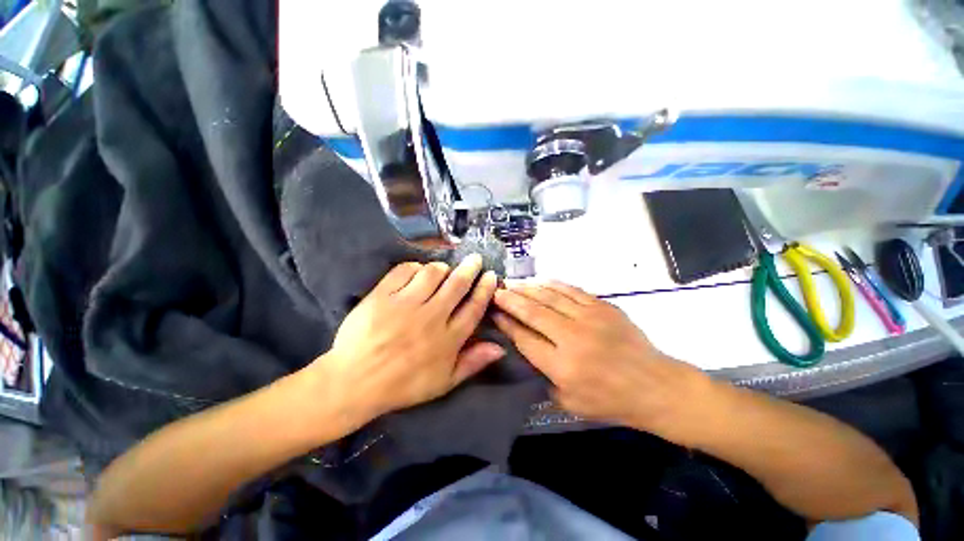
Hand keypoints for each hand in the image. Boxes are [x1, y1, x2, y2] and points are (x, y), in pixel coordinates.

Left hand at [311, 255, 503, 429]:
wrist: (354, 383)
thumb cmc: (403, 385)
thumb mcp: (443, 382)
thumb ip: (472, 363)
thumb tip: (500, 347)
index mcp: (448, 339)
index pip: (474, 307)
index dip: (485, 289)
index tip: (491, 276)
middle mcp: (431, 317)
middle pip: (457, 284)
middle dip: (470, 268)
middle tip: (475, 259)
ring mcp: (405, 304)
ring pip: (432, 273)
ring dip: (442, 268)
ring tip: (444, 269)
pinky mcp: (382, 296)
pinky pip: (404, 271)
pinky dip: (414, 267)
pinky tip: (416, 272)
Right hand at [492, 282, 712, 444]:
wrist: (655, 386)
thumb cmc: (610, 401)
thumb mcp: (569, 402)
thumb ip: (542, 377)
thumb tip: (524, 349)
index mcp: (562, 366)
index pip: (524, 338)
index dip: (506, 323)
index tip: (493, 312)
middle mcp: (572, 338)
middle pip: (533, 312)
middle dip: (510, 299)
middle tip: (496, 290)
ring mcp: (589, 318)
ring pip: (549, 296)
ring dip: (527, 288)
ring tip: (512, 283)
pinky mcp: (603, 306)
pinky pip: (570, 289)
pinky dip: (551, 284)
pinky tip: (539, 281)